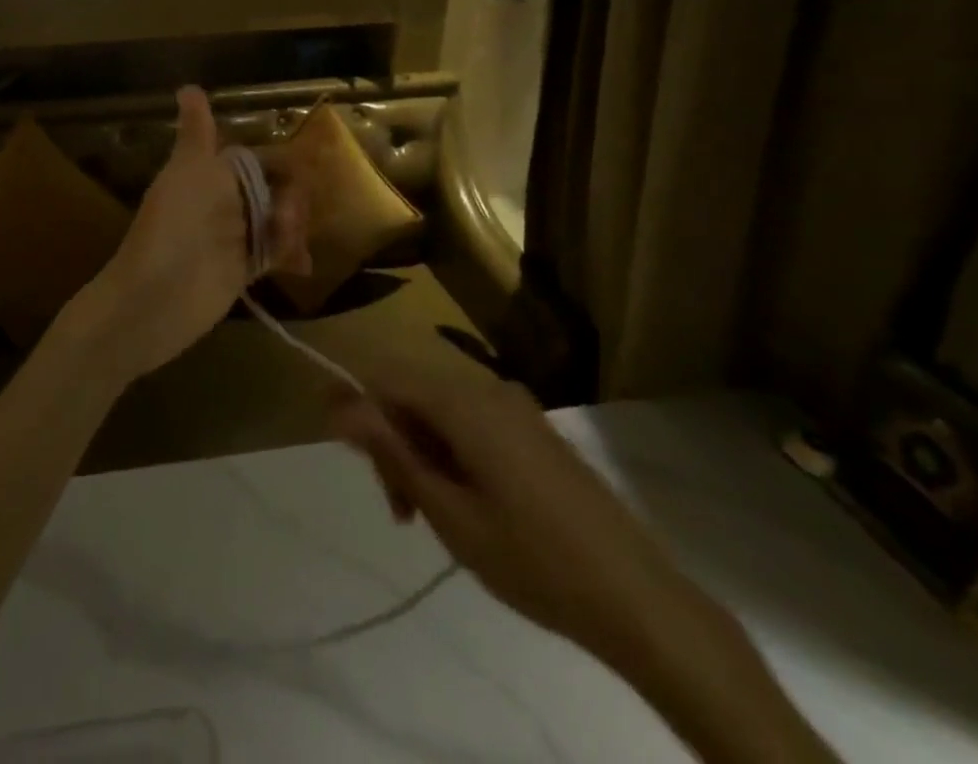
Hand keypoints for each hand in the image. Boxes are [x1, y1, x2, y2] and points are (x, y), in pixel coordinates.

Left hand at [75, 86, 309, 380]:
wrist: (154, 297)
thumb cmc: (174, 226)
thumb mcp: (188, 171)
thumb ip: (197, 133)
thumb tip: (189, 86)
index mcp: (212, 173)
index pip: (259, 158)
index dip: (283, 163)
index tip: (308, 170)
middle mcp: (225, 201)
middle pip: (274, 190)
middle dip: (293, 199)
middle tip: (290, 218)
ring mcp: (234, 237)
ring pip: (278, 221)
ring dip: (293, 227)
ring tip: (291, 245)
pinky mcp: (241, 271)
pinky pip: (274, 254)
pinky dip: (289, 255)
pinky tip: (300, 265)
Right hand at [330, 352, 702, 667]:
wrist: (639, 598)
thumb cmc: (532, 559)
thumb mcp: (449, 512)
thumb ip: (392, 450)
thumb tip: (338, 404)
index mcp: (463, 401)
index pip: (385, 379)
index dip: (358, 411)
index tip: (357, 466)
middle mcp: (487, 387)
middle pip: (413, 392)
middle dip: (393, 440)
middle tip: (402, 510)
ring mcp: (516, 407)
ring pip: (442, 409)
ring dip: (422, 451)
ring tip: (431, 514)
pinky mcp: (535, 429)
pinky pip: (473, 421)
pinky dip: (454, 452)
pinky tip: (468, 503)